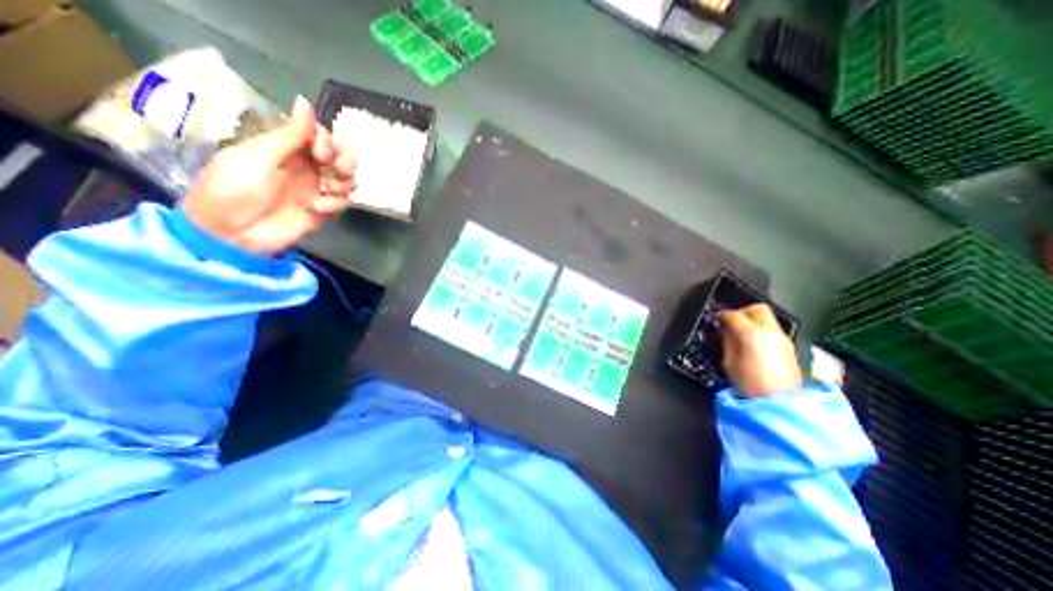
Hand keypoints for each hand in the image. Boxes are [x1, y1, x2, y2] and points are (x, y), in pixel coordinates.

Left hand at [180, 96, 358, 253]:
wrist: (231, 235)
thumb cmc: (234, 190)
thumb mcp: (259, 157)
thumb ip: (289, 134)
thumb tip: (305, 101)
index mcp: (285, 148)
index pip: (319, 136)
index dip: (327, 140)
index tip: (321, 151)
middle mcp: (305, 166)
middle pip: (340, 157)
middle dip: (345, 161)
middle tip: (337, 170)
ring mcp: (315, 189)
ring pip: (346, 179)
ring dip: (344, 183)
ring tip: (329, 191)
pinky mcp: (322, 210)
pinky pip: (342, 202)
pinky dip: (336, 204)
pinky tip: (318, 208)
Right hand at [719, 305, 802, 395]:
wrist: (781, 404)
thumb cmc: (750, 384)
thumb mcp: (730, 362)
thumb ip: (728, 342)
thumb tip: (726, 330)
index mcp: (752, 335)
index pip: (734, 315)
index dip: (722, 314)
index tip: (716, 318)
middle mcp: (770, 332)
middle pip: (757, 308)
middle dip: (742, 311)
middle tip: (732, 321)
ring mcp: (783, 338)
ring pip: (768, 317)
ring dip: (753, 320)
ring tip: (742, 332)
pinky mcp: (789, 347)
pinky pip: (773, 329)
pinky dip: (761, 329)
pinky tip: (754, 342)